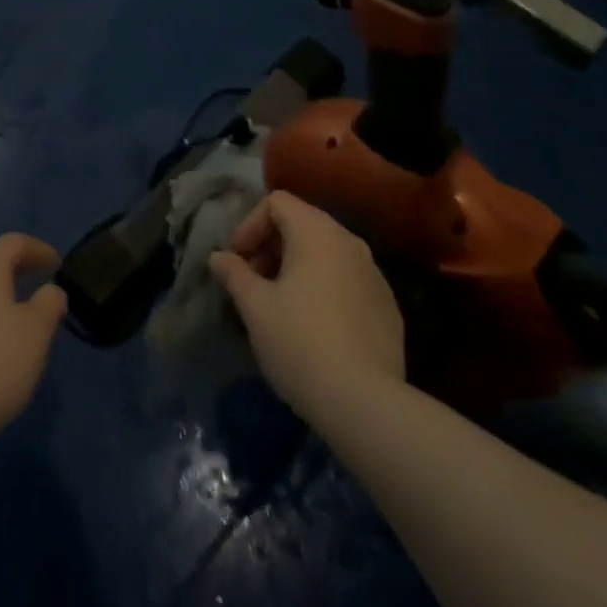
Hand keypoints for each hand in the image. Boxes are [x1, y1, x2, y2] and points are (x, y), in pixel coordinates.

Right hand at [209, 192, 404, 420]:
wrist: (365, 405)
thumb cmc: (300, 343)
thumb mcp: (255, 307)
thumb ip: (234, 273)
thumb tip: (218, 257)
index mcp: (317, 231)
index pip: (276, 202)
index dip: (250, 225)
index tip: (237, 261)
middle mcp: (349, 241)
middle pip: (302, 224)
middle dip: (271, 247)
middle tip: (253, 283)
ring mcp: (374, 273)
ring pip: (326, 253)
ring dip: (297, 268)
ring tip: (279, 305)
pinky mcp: (387, 306)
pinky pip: (347, 281)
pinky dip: (324, 289)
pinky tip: (314, 327)